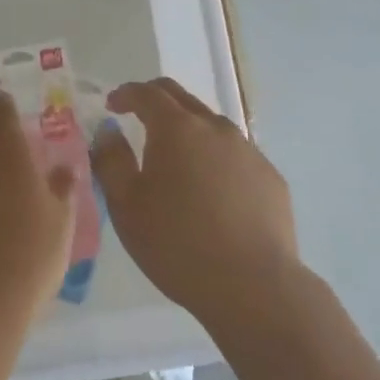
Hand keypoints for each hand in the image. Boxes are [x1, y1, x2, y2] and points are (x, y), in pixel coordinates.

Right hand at [92, 78, 300, 327]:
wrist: (252, 285)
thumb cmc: (176, 244)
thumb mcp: (126, 206)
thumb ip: (111, 161)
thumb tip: (108, 131)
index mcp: (177, 129)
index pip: (148, 94)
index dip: (126, 94)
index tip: (112, 104)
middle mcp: (216, 129)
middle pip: (182, 99)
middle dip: (156, 101)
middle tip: (137, 116)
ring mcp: (249, 152)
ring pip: (212, 127)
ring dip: (188, 131)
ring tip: (175, 159)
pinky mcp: (270, 177)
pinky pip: (236, 156)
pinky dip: (215, 160)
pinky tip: (211, 191)